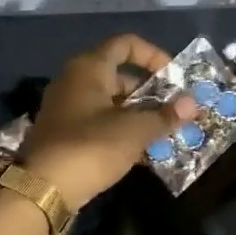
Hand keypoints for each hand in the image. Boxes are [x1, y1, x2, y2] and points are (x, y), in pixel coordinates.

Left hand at [17, 34, 195, 207]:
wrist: (42, 190)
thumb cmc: (91, 147)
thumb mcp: (134, 131)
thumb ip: (164, 116)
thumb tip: (192, 103)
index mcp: (89, 68)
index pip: (125, 44)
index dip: (153, 55)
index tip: (174, 76)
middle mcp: (75, 81)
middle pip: (120, 76)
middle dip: (150, 92)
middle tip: (174, 110)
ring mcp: (67, 108)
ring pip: (111, 103)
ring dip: (139, 115)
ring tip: (166, 133)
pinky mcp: (65, 134)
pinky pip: (100, 123)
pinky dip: (122, 132)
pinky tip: (144, 153)